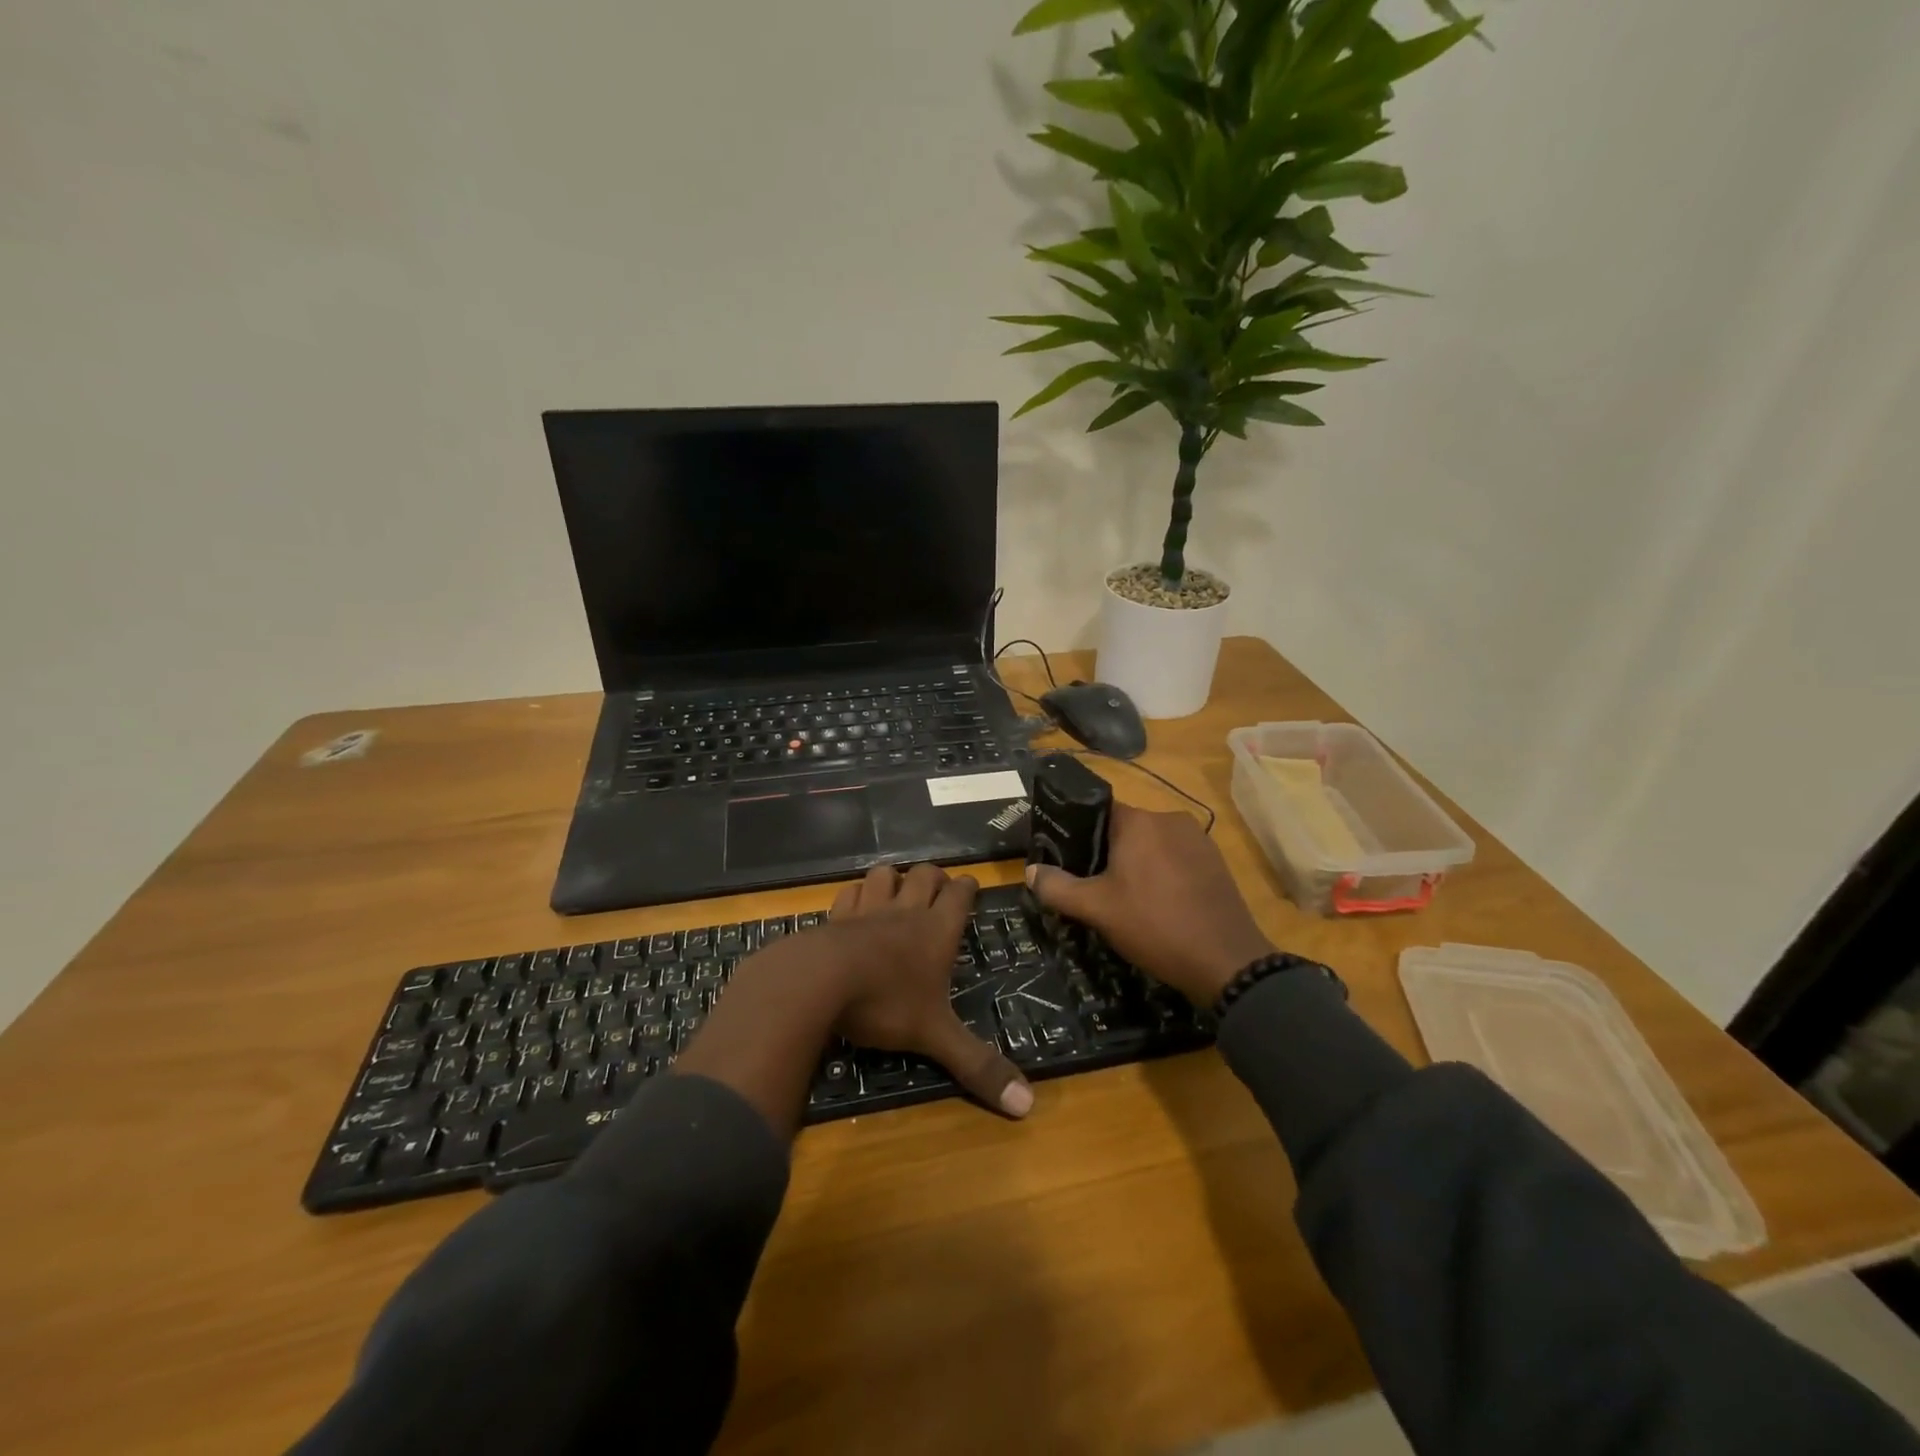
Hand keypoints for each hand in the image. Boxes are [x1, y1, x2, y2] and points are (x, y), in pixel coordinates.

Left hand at [826, 864, 1032, 1118]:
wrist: (819, 981)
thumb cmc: (885, 1003)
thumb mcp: (935, 1037)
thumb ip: (977, 1066)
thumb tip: (1028, 1104)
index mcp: (936, 931)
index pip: (959, 894)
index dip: (967, 888)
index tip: (970, 888)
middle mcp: (905, 911)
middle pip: (925, 875)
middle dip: (935, 877)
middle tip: (938, 892)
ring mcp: (868, 909)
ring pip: (885, 874)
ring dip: (894, 879)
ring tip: (897, 893)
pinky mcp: (835, 916)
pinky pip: (849, 892)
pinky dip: (856, 895)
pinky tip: (856, 907)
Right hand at [1025, 804, 1273, 1006]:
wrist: (1226, 961)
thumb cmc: (1154, 926)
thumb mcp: (1096, 909)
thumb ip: (1058, 887)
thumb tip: (1030, 871)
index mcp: (1139, 822)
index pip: (1098, 811)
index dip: (1078, 833)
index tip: (1066, 858)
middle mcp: (1170, 819)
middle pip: (1126, 828)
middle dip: (1107, 852)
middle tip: (1091, 885)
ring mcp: (1198, 840)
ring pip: (1153, 844)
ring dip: (1137, 864)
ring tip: (1124, 898)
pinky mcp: (1216, 862)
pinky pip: (1177, 858)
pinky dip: (1162, 873)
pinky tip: (1158, 904)